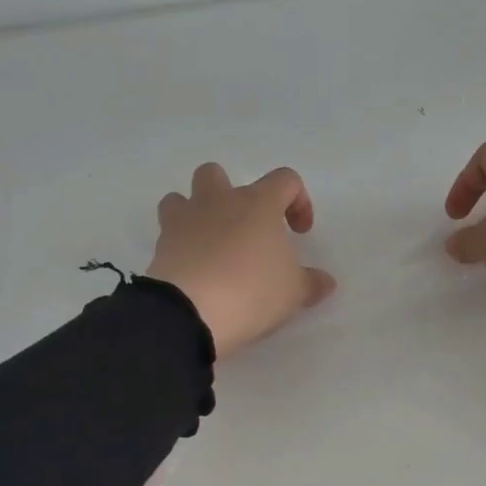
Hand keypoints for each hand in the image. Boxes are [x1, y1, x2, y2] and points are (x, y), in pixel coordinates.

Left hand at [147, 163, 336, 356]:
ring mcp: (183, 221)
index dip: (298, 201)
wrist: (191, 311)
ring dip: (194, 213)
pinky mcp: (160, 246)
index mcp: (258, 203)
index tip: (299, 233)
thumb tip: (325, 282)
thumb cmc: (253, 291)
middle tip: (244, 229)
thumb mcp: (293, 292)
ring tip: (208, 243)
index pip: (285, 180)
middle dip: (230, 194)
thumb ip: (311, 283)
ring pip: (180, 197)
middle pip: (217, 174)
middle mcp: (218, 201)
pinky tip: (193, 270)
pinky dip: (179, 246)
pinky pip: (167, 234)